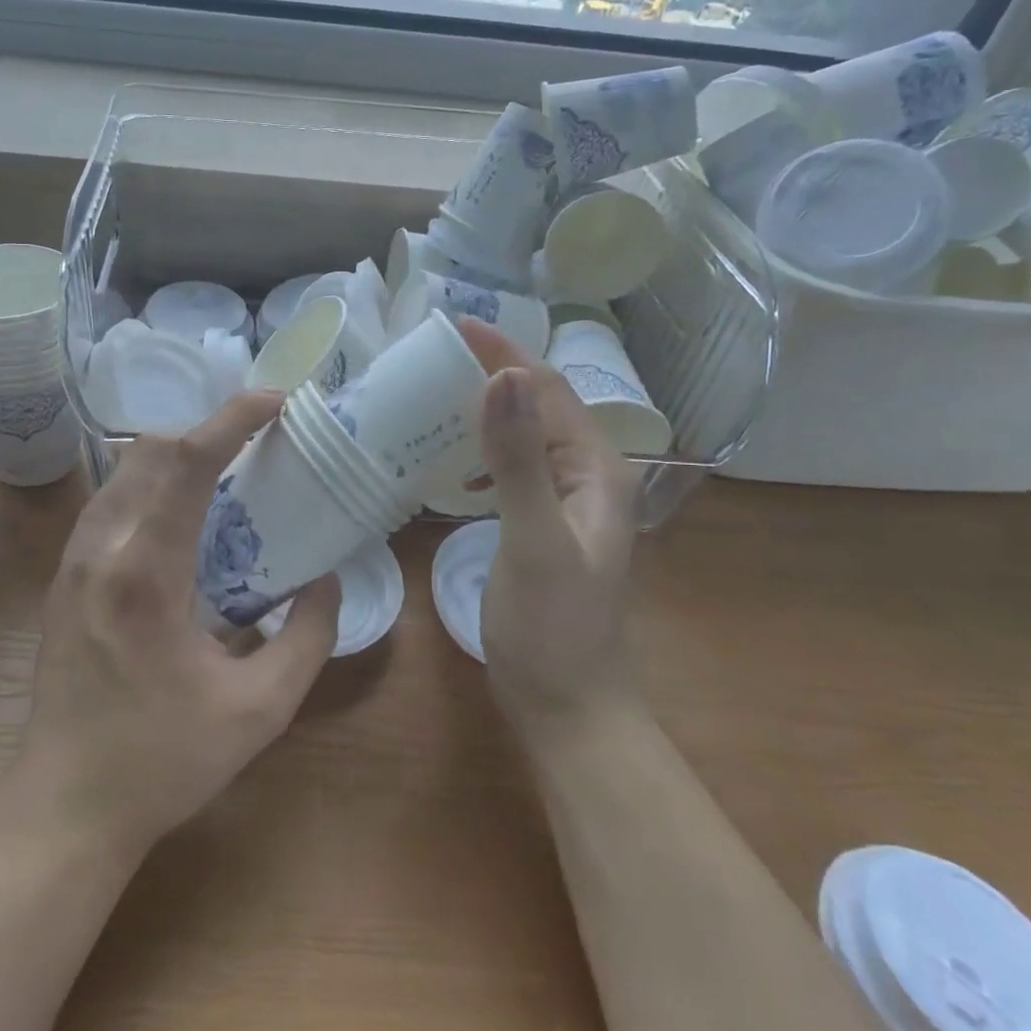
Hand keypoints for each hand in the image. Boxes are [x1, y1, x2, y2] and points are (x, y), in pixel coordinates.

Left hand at [10, 392, 340, 857]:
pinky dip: (151, 484)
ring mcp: (73, 561)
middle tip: (259, 443)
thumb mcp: (260, 709)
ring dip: (176, 455)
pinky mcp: (64, 577)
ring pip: (124, 471)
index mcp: (146, 573)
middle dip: (208, 431)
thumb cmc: (163, 762)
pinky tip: (184, 518)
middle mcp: (100, 550)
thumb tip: (324, 578)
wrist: (64, 808)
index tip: (275, 401)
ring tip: (227, 473)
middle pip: (149, 451)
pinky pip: (111, 501)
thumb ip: (308, 637)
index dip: (232, 419)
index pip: (186, 463)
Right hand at [456, 320, 643, 748]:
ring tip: (435, 393)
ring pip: (523, 434)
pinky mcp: (541, 522)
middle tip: (433, 355)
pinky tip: (452, 461)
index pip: (547, 389)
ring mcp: (565, 500)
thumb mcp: (533, 539)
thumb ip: (518, 460)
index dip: (503, 353)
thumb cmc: (553, 627)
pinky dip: (481, 451)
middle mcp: (587, 473)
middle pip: (537, 404)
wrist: (568, 706)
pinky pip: (512, 466)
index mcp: (596, 467)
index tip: (452, 325)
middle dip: (492, 373)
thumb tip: (503, 376)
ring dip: (484, 409)